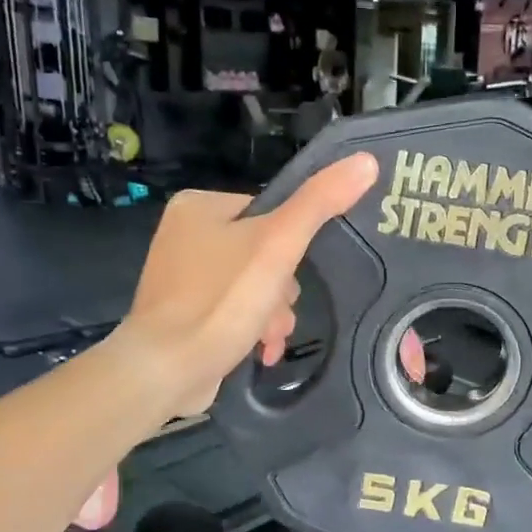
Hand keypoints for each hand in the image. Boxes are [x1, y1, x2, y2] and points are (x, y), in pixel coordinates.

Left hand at [115, 153, 378, 418]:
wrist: (165, 370)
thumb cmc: (221, 301)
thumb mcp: (278, 245)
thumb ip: (320, 203)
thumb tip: (366, 161)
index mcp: (199, 206)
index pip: (269, 213)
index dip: (289, 247)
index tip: (289, 275)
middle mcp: (184, 235)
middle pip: (263, 254)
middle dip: (280, 291)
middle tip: (276, 313)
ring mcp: (182, 278)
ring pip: (253, 286)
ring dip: (272, 315)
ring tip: (268, 337)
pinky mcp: (184, 315)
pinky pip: (233, 311)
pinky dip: (252, 329)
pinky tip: (260, 351)